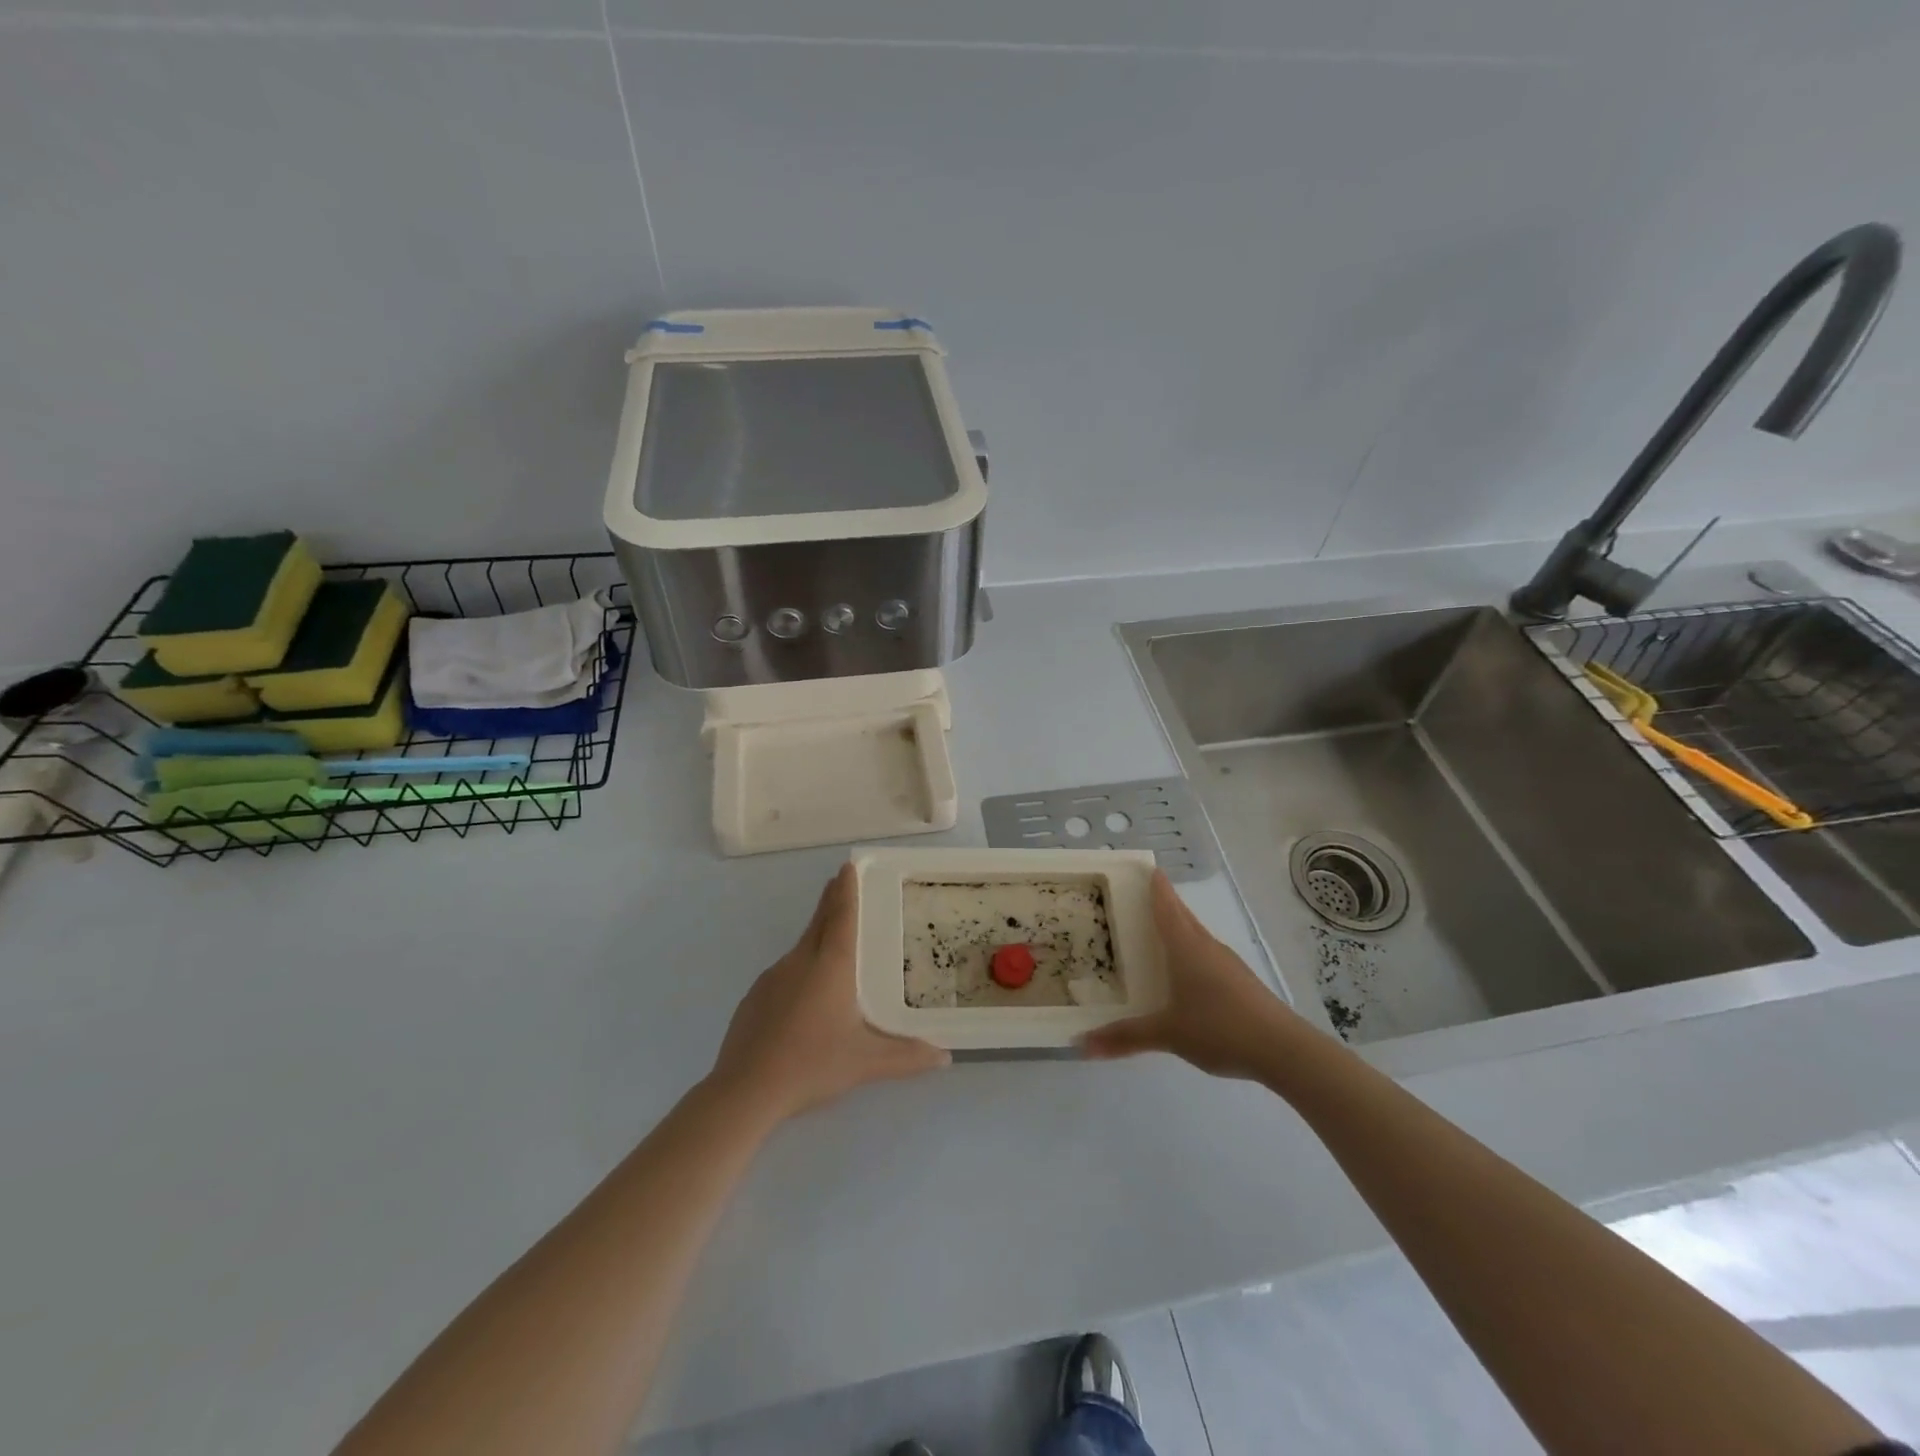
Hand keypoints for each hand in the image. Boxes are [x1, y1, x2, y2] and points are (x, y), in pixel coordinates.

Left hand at [709, 864, 949, 1122]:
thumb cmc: (812, 1065)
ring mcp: (772, 978)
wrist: (745, 1090)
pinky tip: (803, 999)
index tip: (848, 866)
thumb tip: (944, 1056)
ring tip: (832, 945)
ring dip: (816, 937)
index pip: (841, 916)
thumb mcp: (866, 1063)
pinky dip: (799, 970)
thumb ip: (907, 1057)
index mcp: (831, 966)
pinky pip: (783, 973)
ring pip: (800, 948)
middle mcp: (800, 961)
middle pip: (819, 922)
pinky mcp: (754, 997)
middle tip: (840, 884)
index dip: (846, 890)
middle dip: (831, 901)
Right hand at [1081, 871, 1298, 1078]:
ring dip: (1178, 928)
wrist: (1284, 1050)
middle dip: (1163, 903)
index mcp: (1187, 947)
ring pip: (1196, 936)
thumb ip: (1126, 1037)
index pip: (1166, 907)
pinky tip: (1184, 972)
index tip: (1146, 867)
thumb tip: (1082, 1044)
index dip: (1155, 887)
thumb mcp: (1168, 1034)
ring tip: (1156, 931)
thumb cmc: (1220, 1029)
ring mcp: (1227, 964)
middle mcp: (1207, 947)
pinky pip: (1207, 956)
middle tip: (1140, 896)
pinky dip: (1190, 952)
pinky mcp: (1240, 982)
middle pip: (1182, 916)